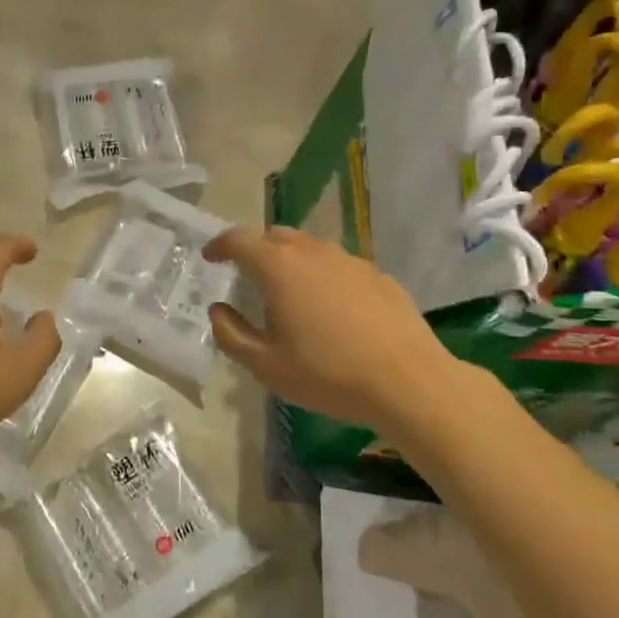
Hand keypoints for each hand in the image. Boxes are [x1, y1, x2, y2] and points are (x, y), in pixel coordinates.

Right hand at [205, 226, 482, 433]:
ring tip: (288, 291)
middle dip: (254, 249)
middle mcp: (312, 252)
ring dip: (290, 260)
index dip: (219, 245)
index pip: (238, 240)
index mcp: (278, 267)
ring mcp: (349, 260)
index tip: (210, 257)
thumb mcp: (266, 365)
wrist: (408, 382)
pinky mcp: (377, 275)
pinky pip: (338, 265)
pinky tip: (331, 308)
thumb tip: (218, 310)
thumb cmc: (328, 374)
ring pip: (309, 247)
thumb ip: (231, 334)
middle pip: (274, 236)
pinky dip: (322, 275)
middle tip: (246, 273)